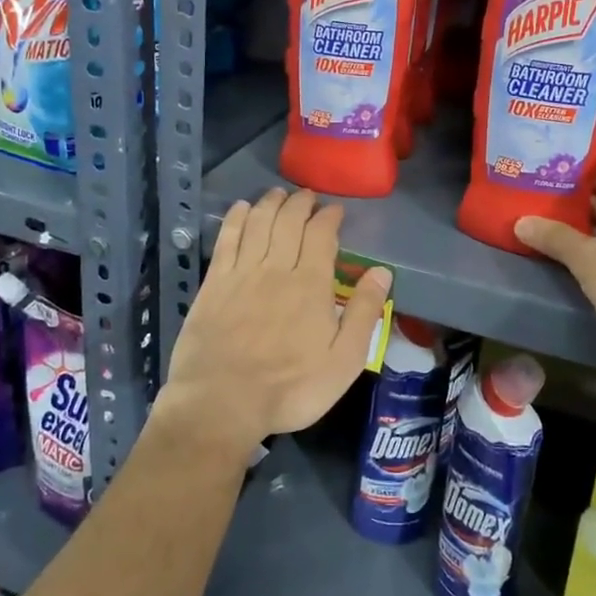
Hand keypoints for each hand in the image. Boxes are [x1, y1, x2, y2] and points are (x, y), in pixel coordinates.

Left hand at [158, 188, 390, 463]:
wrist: (222, 402)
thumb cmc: (290, 388)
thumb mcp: (343, 361)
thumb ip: (364, 313)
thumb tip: (381, 272)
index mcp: (311, 284)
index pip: (321, 235)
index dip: (328, 217)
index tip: (334, 209)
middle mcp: (276, 268)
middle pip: (289, 222)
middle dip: (300, 203)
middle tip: (307, 196)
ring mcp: (242, 273)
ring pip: (258, 223)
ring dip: (270, 203)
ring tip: (278, 193)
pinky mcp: (214, 283)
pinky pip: (227, 239)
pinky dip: (235, 218)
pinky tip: (241, 208)